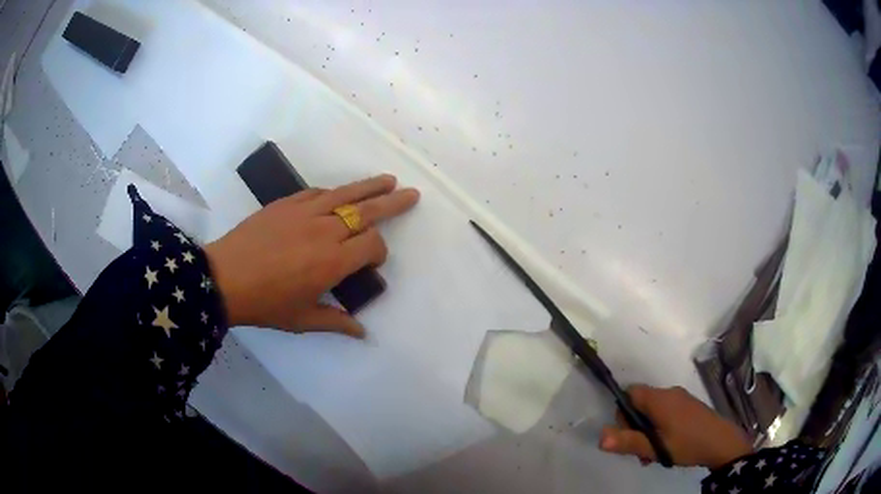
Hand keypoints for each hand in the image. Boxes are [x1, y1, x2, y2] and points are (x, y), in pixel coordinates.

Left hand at [204, 174, 418, 336]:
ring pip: (346, 194)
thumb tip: (362, 332)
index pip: (372, 245)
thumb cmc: (266, 304)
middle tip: (412, 194)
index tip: (372, 262)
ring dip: (370, 186)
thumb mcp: (302, 320)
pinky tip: (339, 193)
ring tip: (389, 180)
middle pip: (368, 211)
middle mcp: (326, 231)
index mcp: (333, 262)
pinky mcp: (287, 203)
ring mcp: (305, 212)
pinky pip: (317, 192)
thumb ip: (335, 321)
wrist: (224, 278)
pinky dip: (333, 193)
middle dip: (393, 203)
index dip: (379, 252)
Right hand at [599, 385, 752, 468]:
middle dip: (635, 427)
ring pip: (653, 411)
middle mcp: (669, 393)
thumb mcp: (655, 447)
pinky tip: (666, 446)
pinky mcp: (689, 406)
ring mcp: (681, 398)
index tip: (627, 434)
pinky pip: (666, 412)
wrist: (721, 442)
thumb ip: (628, 441)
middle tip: (640, 450)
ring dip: (648, 431)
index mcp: (659, 399)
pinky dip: (660, 427)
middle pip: (641, 404)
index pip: (630, 393)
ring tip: (653, 455)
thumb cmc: (687, 443)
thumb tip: (600, 436)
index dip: (622, 413)